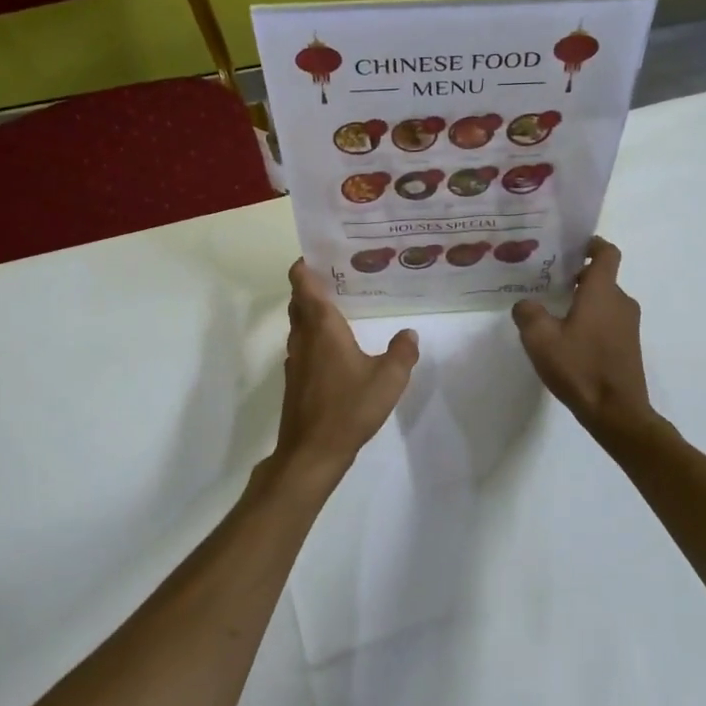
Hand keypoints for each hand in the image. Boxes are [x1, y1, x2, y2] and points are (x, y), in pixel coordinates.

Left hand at [272, 260, 417, 486]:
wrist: (312, 452)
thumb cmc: (349, 408)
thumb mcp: (388, 379)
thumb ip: (402, 353)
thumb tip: (409, 333)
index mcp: (322, 328)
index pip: (303, 284)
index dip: (304, 265)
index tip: (319, 253)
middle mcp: (304, 338)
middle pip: (299, 302)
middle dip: (312, 286)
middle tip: (340, 276)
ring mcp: (296, 360)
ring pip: (299, 325)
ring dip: (312, 312)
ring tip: (342, 307)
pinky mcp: (296, 381)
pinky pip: (303, 346)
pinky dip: (315, 336)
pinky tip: (338, 348)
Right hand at [512, 237, 655, 436]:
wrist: (617, 413)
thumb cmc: (580, 368)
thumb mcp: (540, 339)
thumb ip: (528, 313)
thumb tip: (525, 304)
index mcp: (603, 292)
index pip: (607, 253)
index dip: (592, 244)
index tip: (572, 246)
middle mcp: (621, 302)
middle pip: (602, 277)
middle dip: (578, 276)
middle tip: (549, 282)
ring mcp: (629, 325)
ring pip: (605, 301)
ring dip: (584, 301)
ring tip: (555, 313)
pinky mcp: (629, 346)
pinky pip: (609, 321)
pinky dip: (592, 321)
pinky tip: (570, 340)